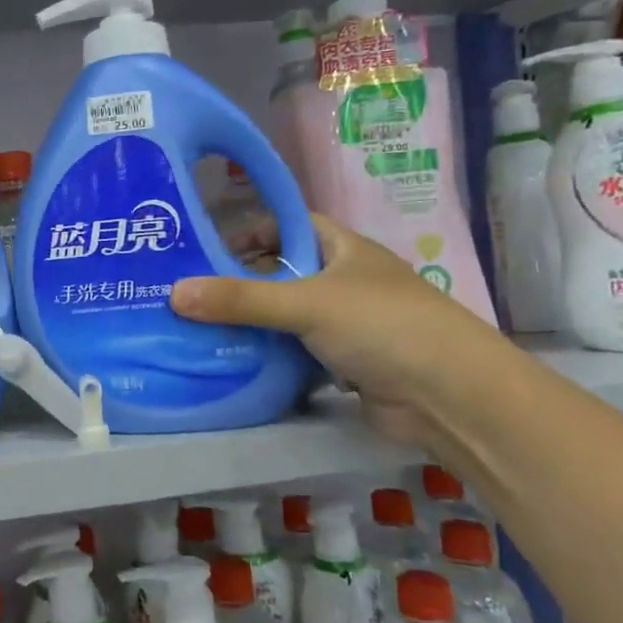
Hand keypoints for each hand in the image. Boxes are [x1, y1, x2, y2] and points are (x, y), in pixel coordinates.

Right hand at [171, 214, 494, 447]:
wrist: (449, 396)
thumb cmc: (382, 326)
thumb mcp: (306, 304)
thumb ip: (241, 299)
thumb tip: (174, 294)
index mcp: (344, 249)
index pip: (290, 225)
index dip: (252, 231)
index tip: (208, 250)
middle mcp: (345, 281)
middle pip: (283, 273)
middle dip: (242, 283)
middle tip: (193, 295)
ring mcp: (347, 324)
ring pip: (288, 317)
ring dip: (254, 324)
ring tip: (201, 329)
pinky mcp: (345, 364)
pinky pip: (297, 353)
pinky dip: (272, 357)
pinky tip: (236, 364)